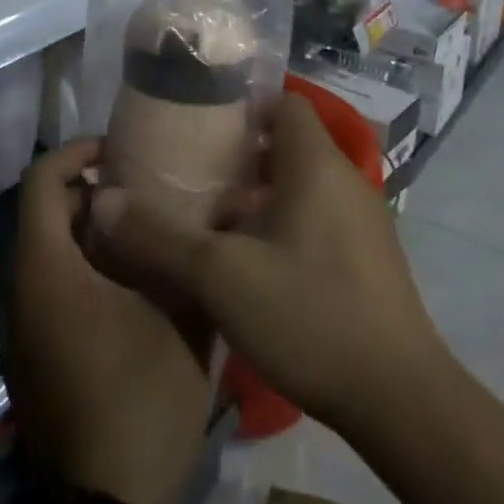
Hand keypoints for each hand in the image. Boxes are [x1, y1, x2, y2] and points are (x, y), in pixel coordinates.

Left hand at [2, 139, 213, 503]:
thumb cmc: (142, 398)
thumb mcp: (180, 317)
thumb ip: (179, 255)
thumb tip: (196, 215)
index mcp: (46, 270)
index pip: (40, 183)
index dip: (74, 153)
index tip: (115, 151)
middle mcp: (19, 293)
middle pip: (40, 218)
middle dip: (85, 195)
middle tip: (138, 194)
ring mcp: (17, 331)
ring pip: (42, 257)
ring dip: (81, 237)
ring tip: (138, 238)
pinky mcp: (26, 362)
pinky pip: (43, 293)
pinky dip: (74, 273)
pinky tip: (123, 294)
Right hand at [90, 93, 439, 436]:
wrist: (400, 400)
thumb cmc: (309, 316)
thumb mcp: (220, 277)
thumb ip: (158, 235)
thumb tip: (103, 199)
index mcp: (316, 165)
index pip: (284, 103)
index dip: (242, 105)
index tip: (198, 121)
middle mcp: (345, 180)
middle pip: (288, 144)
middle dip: (240, 153)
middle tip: (191, 170)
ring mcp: (361, 220)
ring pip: (301, 184)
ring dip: (258, 193)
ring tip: (209, 214)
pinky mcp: (368, 257)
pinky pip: (316, 216)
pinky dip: (282, 221)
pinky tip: (249, 260)